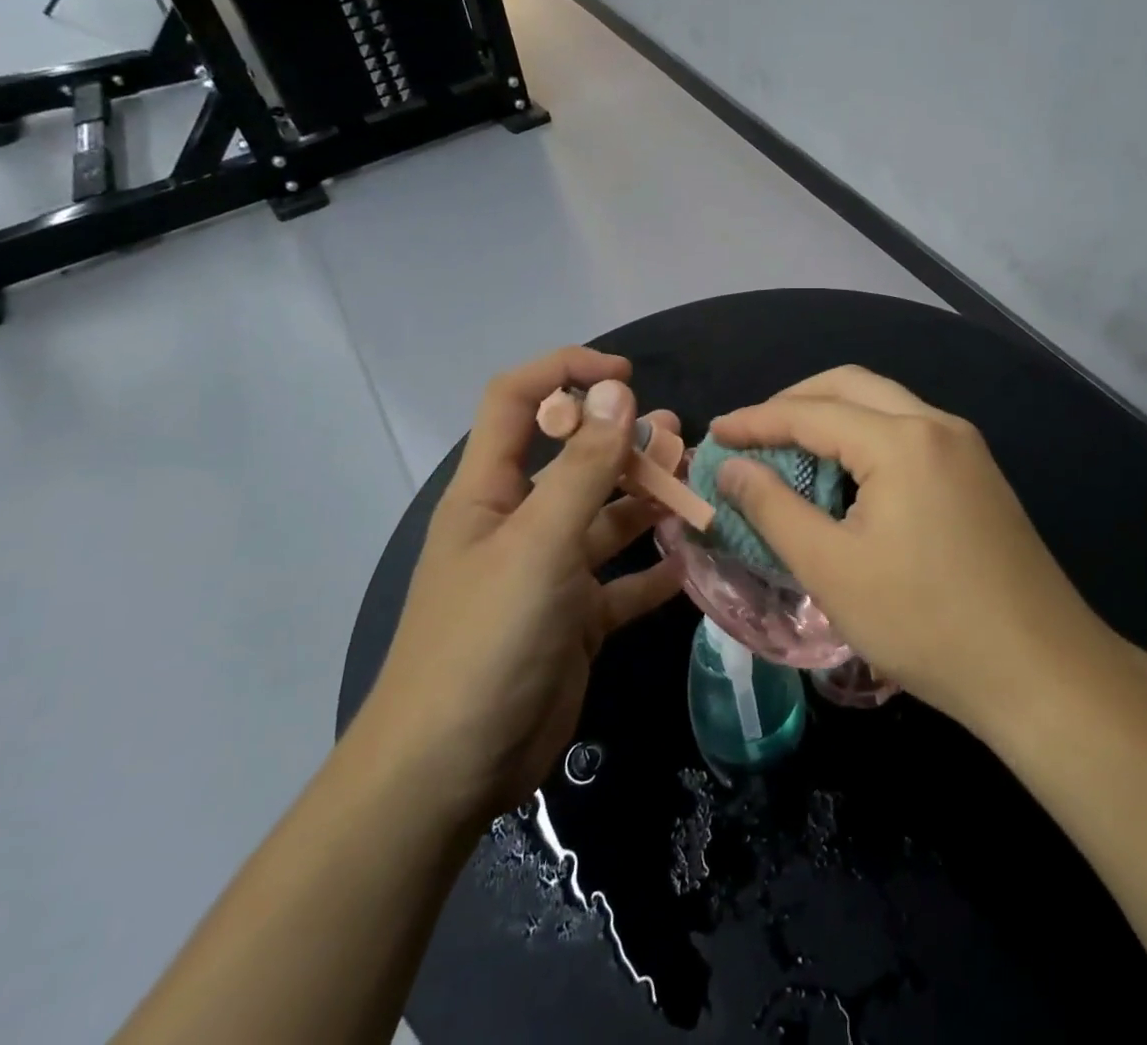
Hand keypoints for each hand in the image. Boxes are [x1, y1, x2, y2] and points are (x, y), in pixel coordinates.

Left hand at [357, 348, 683, 820]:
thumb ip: (583, 468)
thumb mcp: (538, 545)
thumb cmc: (486, 640)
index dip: (565, 372)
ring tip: (695, 486)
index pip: (519, 401)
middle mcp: (520, 523)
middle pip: (574, 458)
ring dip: (648, 499)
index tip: (625, 377)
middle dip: (624, 440)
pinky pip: (623, 582)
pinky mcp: (575, 619)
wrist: (451, 773)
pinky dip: (656, 571)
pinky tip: (692, 563)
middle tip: (678, 438)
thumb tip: (616, 391)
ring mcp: (549, 573)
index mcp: (491, 491)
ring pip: (606, 518)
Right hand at [709, 367, 1114, 738]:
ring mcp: (966, 447)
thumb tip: (733, 468)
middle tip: (753, 434)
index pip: (812, 412)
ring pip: (884, 405)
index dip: (757, 420)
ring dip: (832, 418)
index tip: (715, 433)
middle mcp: (937, 425)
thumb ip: (774, 509)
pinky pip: (909, 433)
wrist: (1044, 674)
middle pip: (851, 386)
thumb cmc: (927, 624)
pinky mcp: (979, 475)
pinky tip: (846, 477)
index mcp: (902, 440)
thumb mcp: (832, 570)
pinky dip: (866, 439)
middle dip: (795, 402)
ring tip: (790, 453)